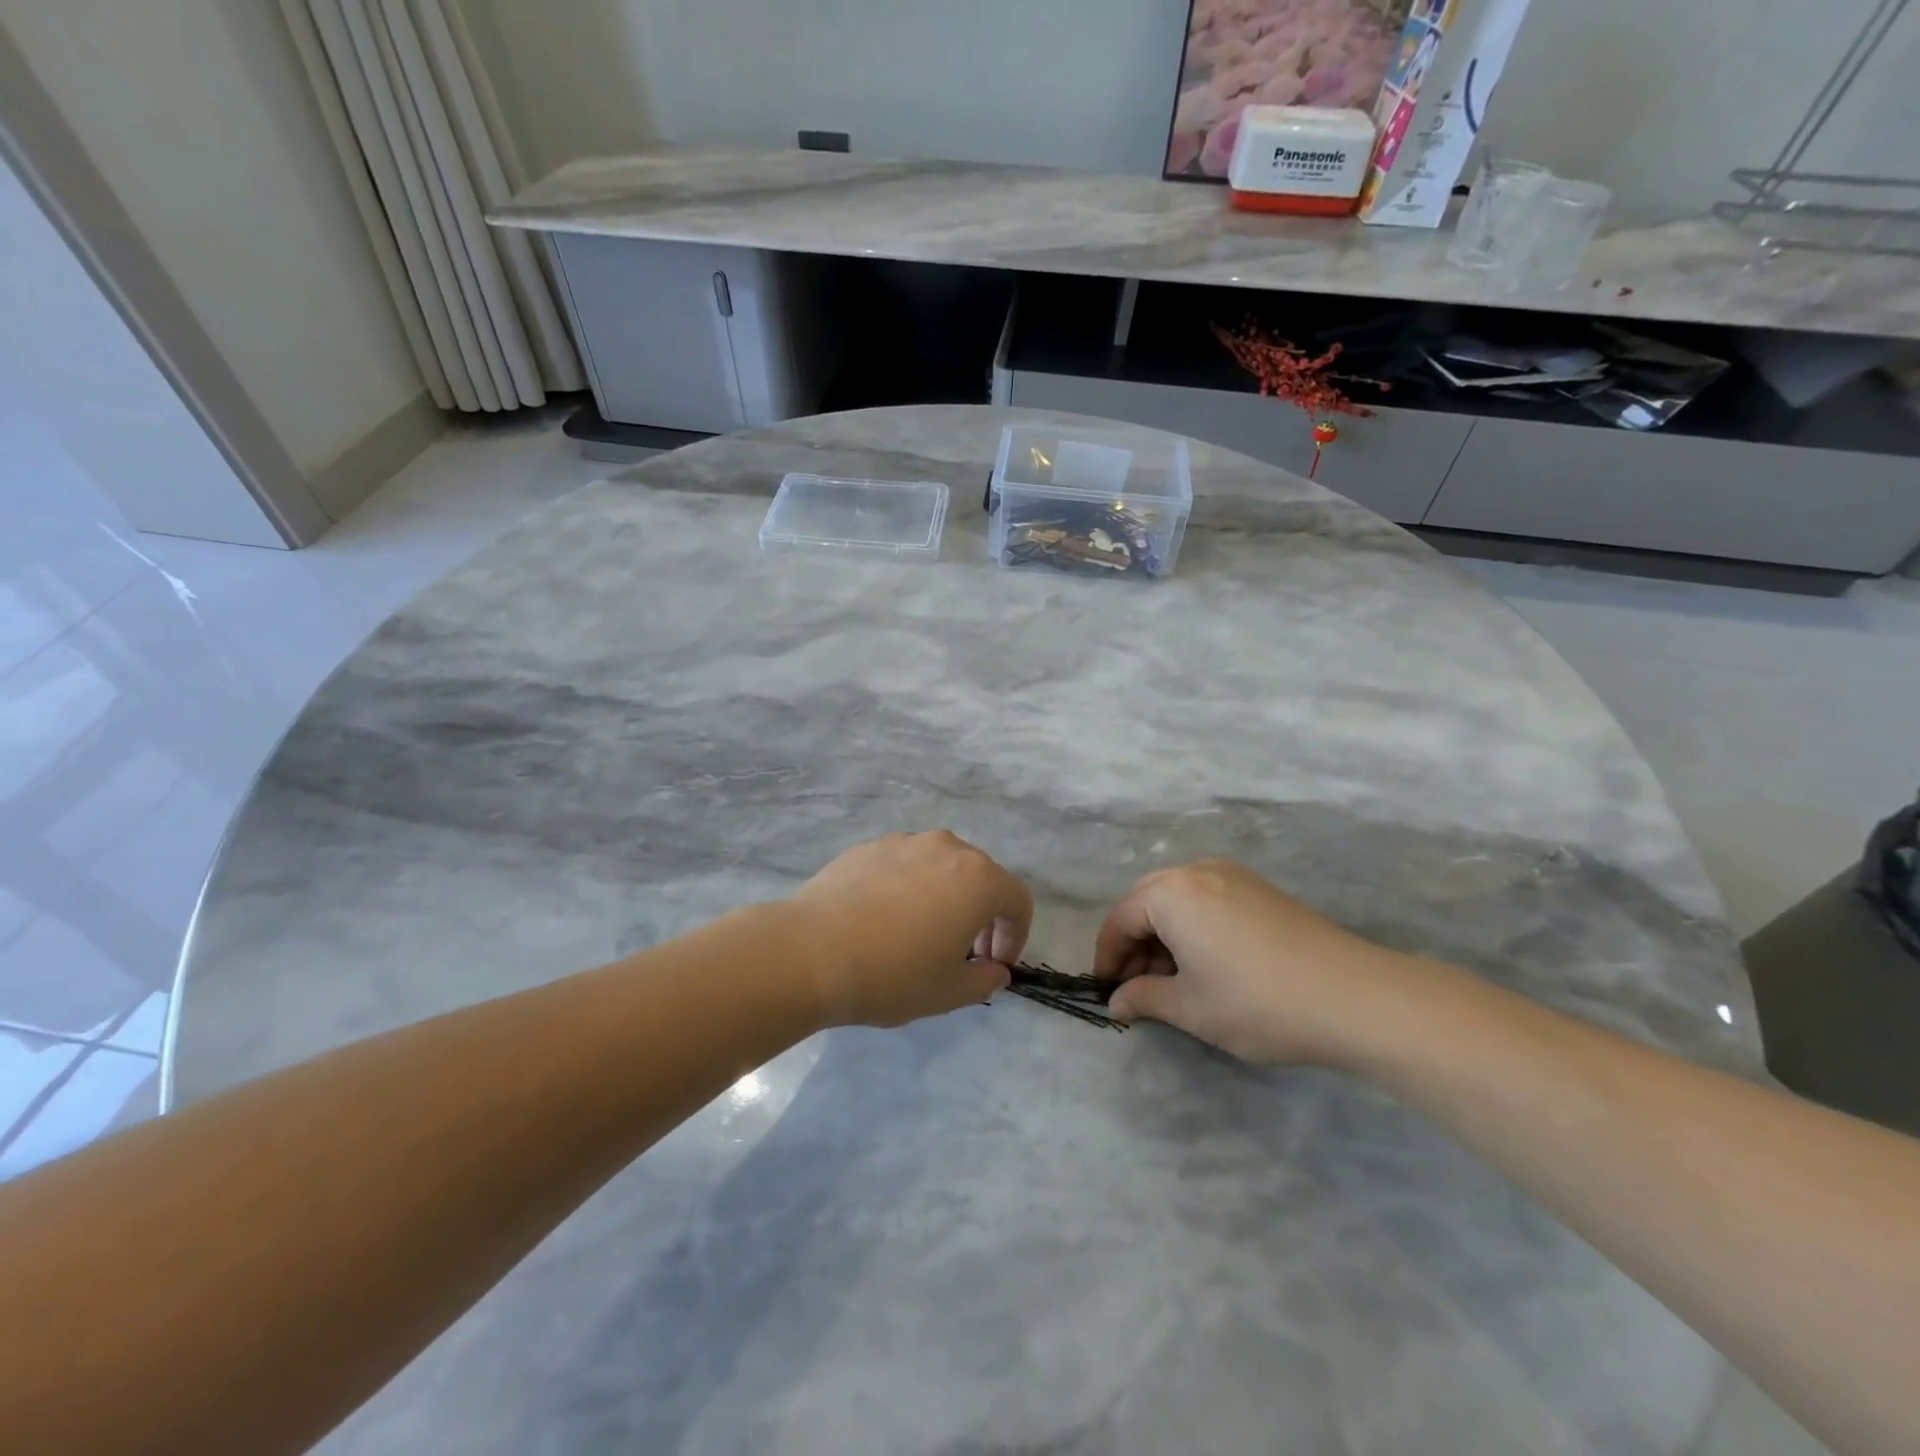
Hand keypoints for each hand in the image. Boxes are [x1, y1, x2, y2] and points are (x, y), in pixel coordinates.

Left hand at [790, 832, 1031, 1028]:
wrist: (811, 952)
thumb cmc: (893, 974)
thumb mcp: (950, 992)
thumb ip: (985, 980)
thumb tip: (994, 970)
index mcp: (978, 878)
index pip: (1017, 900)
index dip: (1015, 935)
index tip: (994, 964)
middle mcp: (946, 848)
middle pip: (981, 877)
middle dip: (982, 915)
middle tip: (963, 953)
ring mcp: (904, 842)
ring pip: (940, 867)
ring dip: (945, 897)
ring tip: (920, 933)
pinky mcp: (867, 847)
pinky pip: (903, 865)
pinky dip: (907, 888)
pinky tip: (882, 920)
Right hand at [1095, 859, 1412, 1065]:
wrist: (1354, 997)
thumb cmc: (1256, 1001)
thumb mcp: (1189, 1007)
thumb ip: (1144, 998)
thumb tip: (1116, 1002)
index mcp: (1170, 892)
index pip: (1120, 920)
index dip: (1107, 958)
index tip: (1107, 993)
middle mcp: (1197, 871)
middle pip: (1147, 902)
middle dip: (1135, 944)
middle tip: (1138, 987)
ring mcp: (1233, 876)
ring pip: (1179, 900)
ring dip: (1165, 936)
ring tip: (1173, 981)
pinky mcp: (1260, 889)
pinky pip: (1208, 900)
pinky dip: (1194, 928)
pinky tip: (1208, 964)